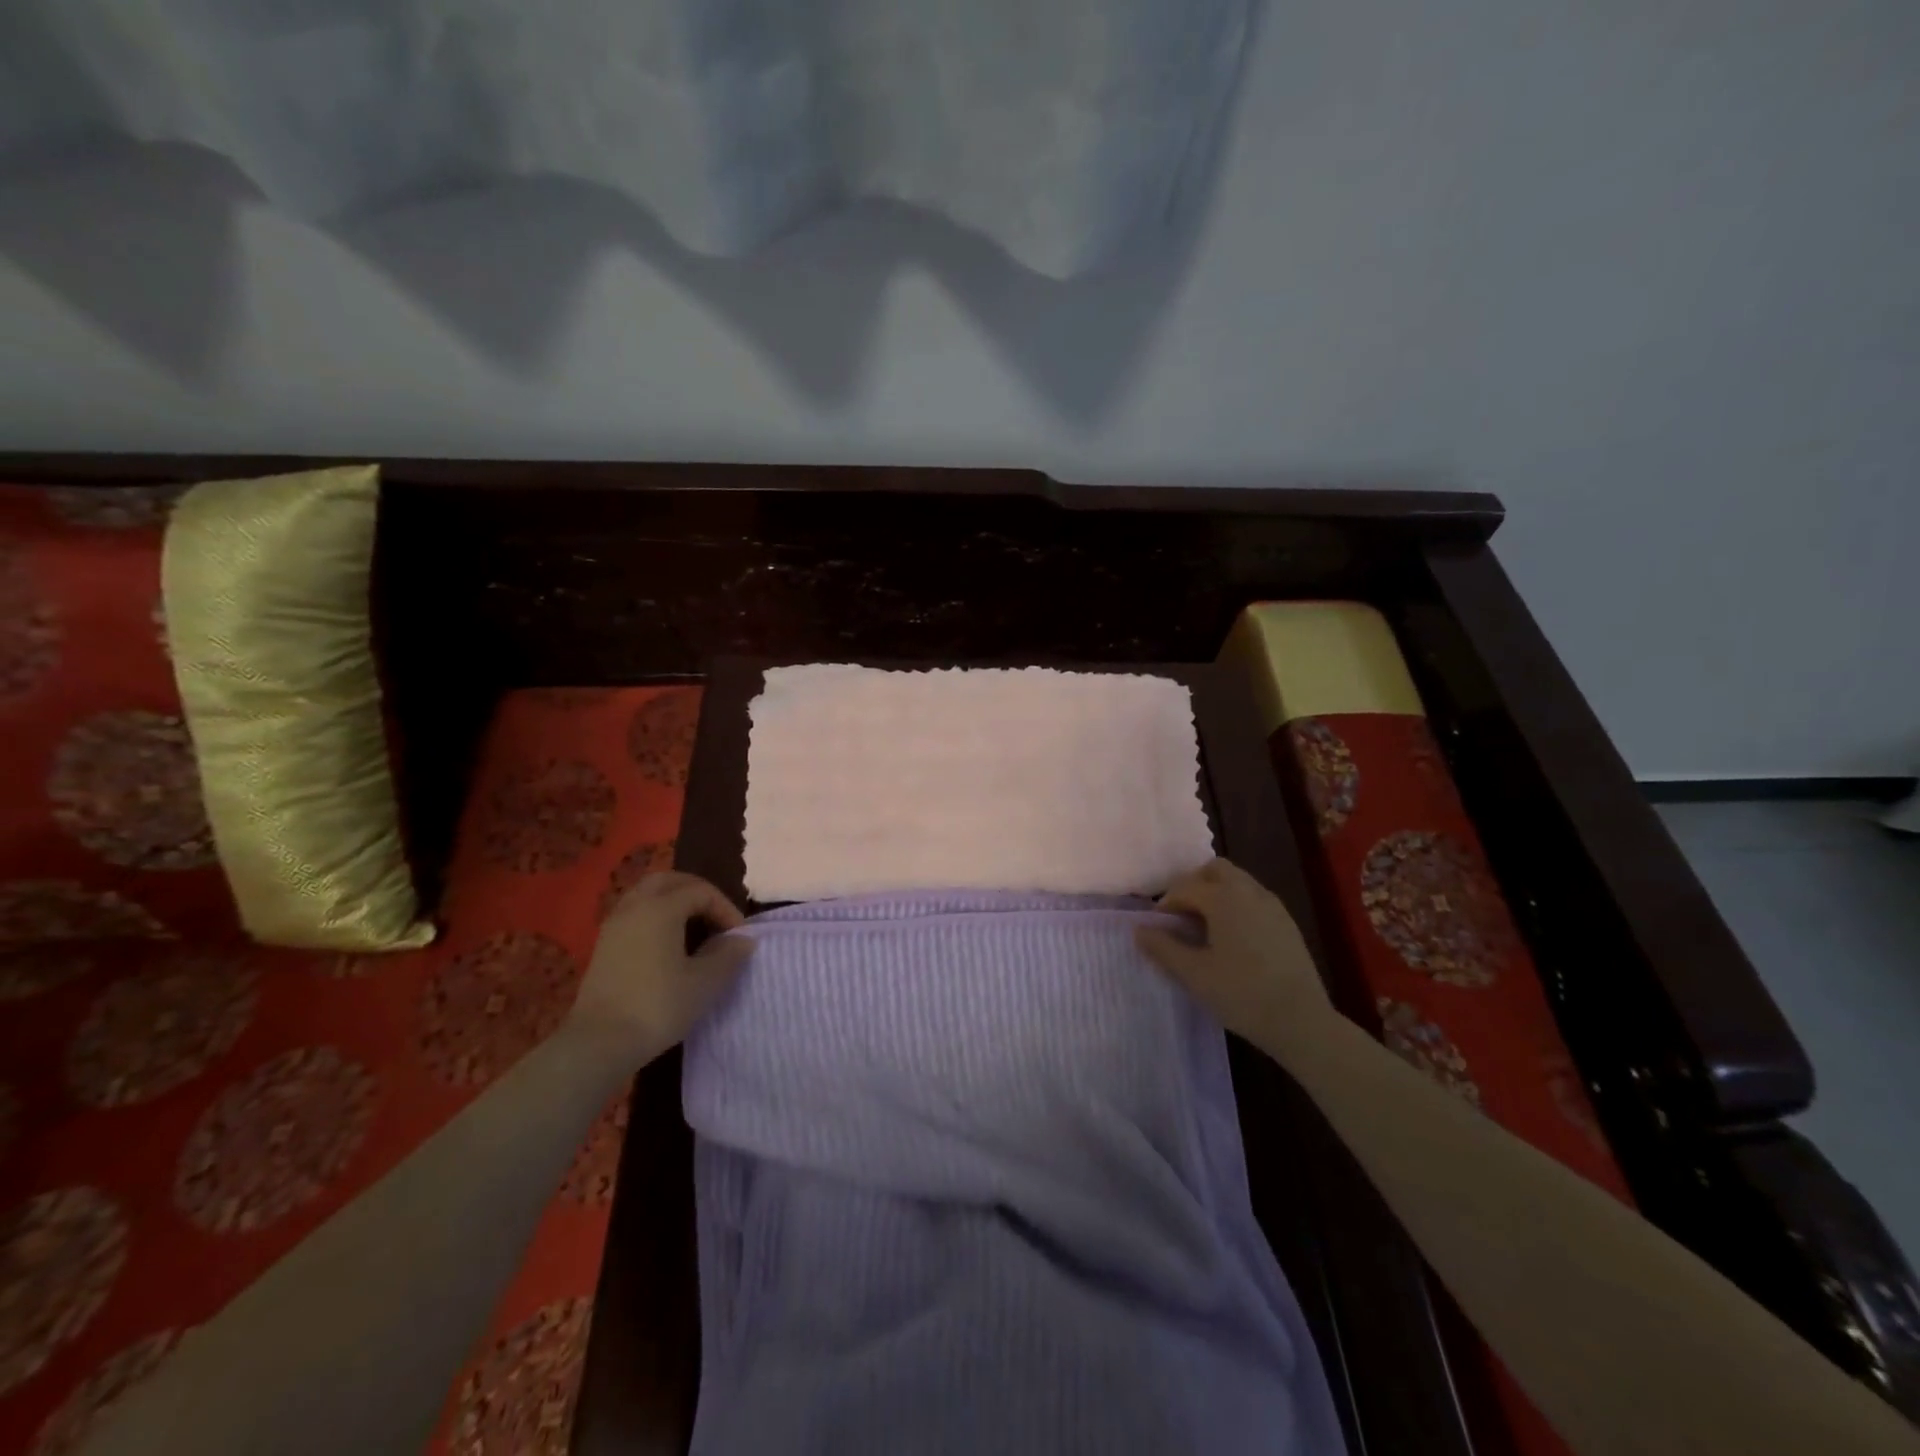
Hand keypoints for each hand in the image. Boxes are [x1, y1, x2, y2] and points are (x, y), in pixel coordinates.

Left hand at [572, 872, 753, 1059]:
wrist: (598, 1044)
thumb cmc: (657, 1006)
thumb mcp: (704, 983)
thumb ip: (728, 955)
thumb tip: (743, 939)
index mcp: (661, 908)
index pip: (701, 891)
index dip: (725, 908)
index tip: (739, 937)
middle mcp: (635, 907)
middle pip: (670, 881)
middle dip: (697, 892)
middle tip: (716, 916)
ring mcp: (614, 925)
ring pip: (648, 894)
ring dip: (674, 902)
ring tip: (694, 927)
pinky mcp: (603, 945)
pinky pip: (635, 913)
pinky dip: (656, 915)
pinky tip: (667, 944)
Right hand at [1135, 858, 1329, 1047]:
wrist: (1302, 1021)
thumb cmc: (1241, 994)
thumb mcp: (1194, 974)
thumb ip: (1163, 948)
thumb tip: (1139, 930)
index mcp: (1224, 898)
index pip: (1185, 887)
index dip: (1166, 904)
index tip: (1158, 928)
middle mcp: (1249, 891)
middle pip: (1215, 870)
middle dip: (1193, 885)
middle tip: (1181, 916)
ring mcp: (1273, 905)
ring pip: (1237, 881)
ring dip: (1216, 893)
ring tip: (1204, 928)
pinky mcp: (1287, 923)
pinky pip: (1254, 899)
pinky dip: (1236, 905)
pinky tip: (1232, 939)